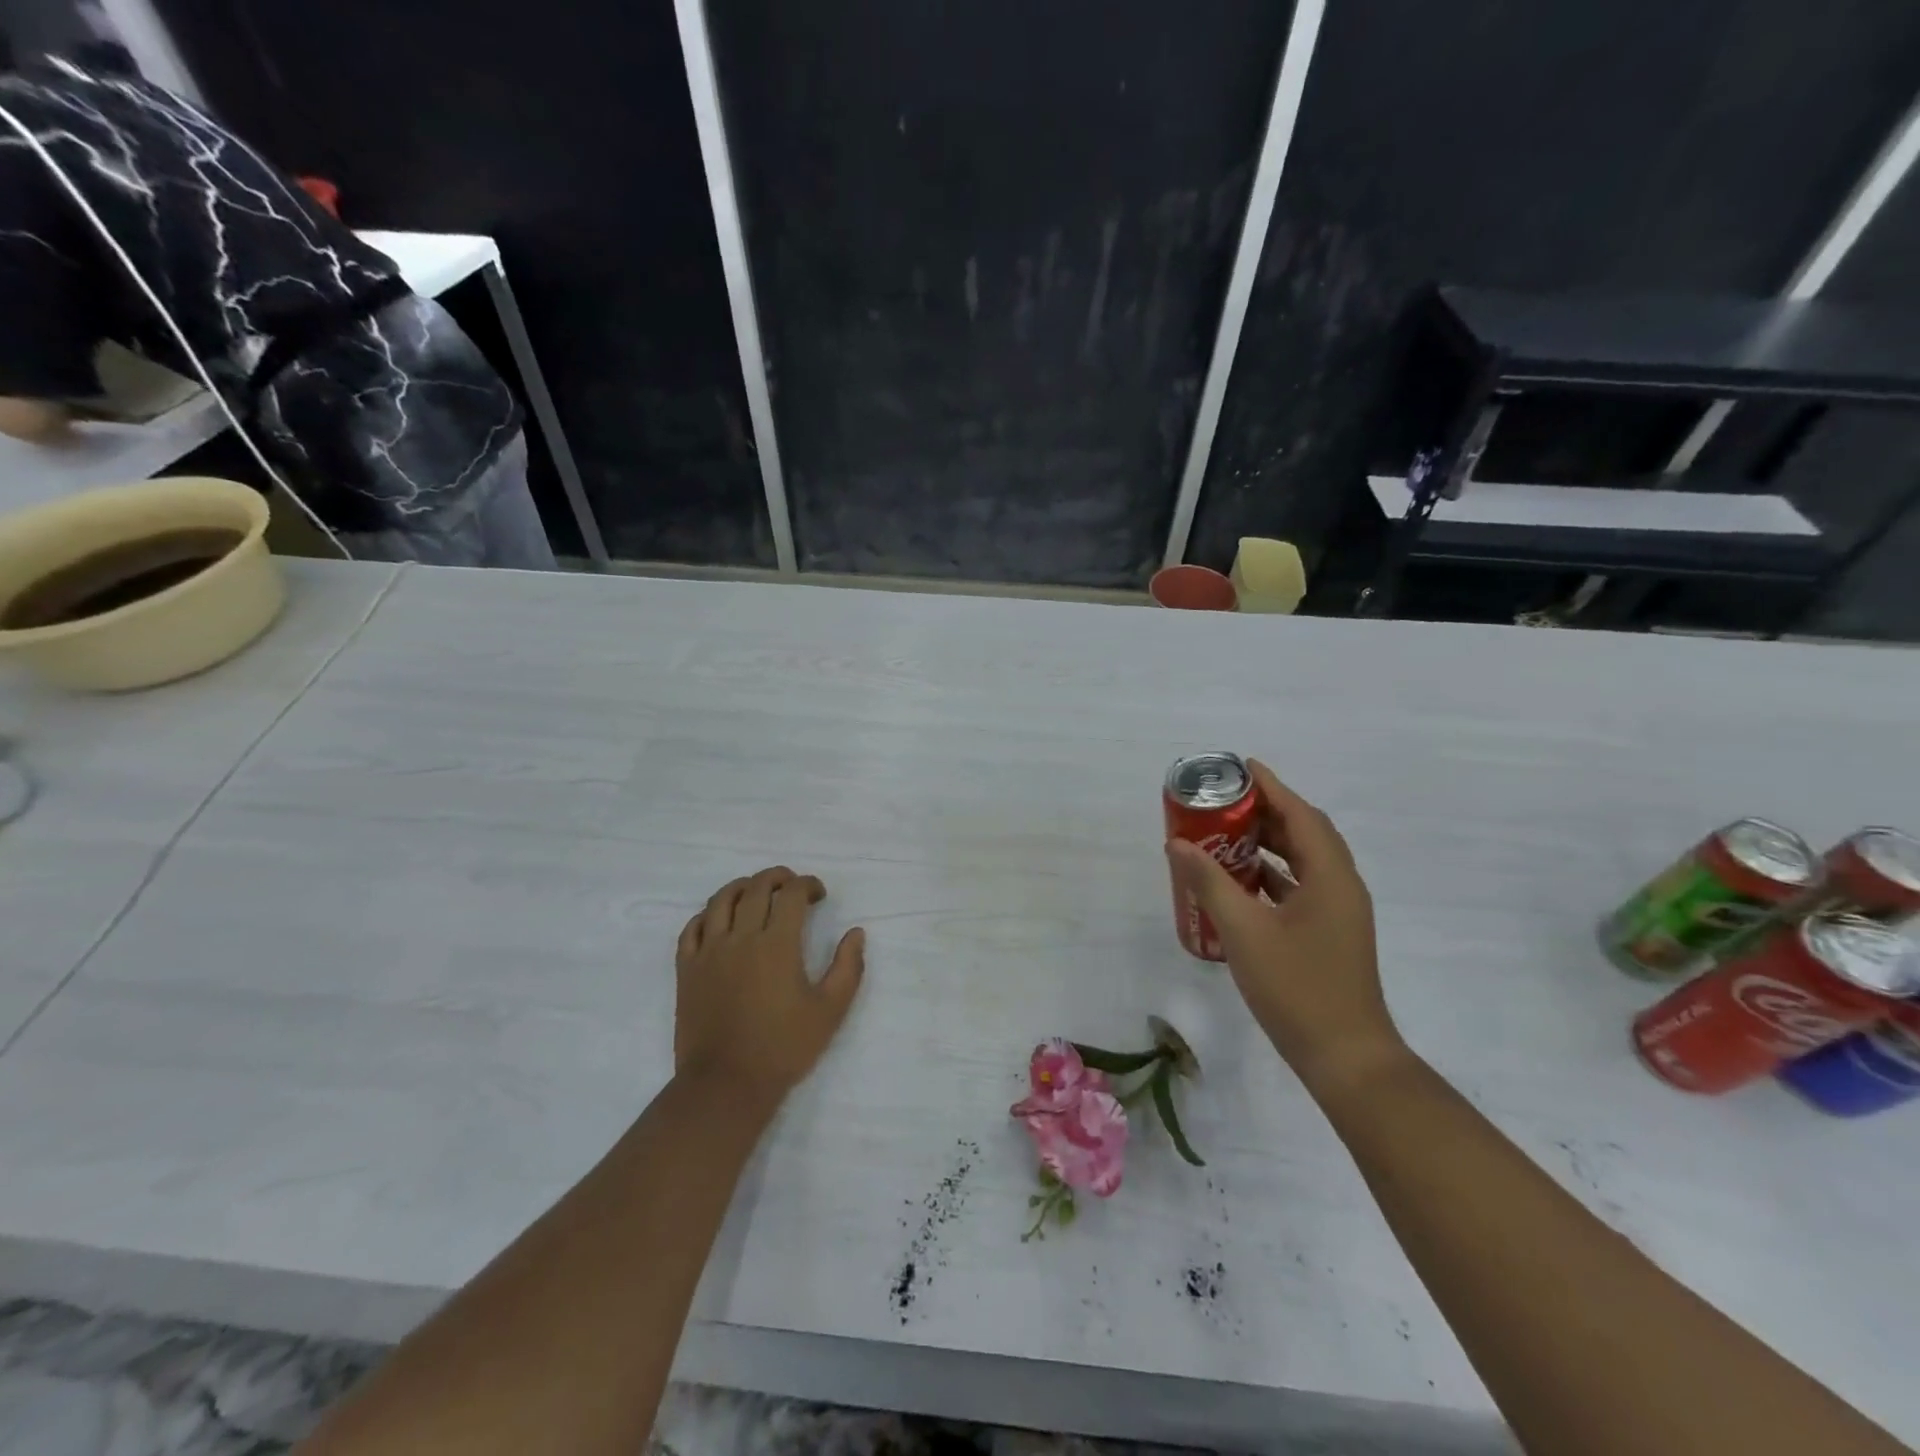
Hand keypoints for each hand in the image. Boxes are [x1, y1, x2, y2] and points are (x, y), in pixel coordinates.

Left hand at [674, 866, 866, 1103]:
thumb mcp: (830, 1011)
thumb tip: (856, 933)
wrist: (726, 1085)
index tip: (819, 895)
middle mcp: (741, 938)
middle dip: (778, 877)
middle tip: (792, 886)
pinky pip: (691, 928)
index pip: (792, 894)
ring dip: (742, 886)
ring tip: (756, 891)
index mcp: (777, 944)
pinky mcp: (686, 970)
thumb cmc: (783, 1048)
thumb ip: (848, 967)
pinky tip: (719, 920)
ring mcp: (709, 952)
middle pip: (756, 887)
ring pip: (720, 900)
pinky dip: (707, 915)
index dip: (808, 885)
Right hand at [1165, 760, 1402, 1096]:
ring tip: (1226, 832)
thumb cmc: (1297, 988)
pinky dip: (1272, 875)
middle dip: (1267, 812)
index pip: (1301, 815)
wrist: (1346, 1057)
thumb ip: (1210, 883)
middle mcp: (1341, 886)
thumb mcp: (1244, 931)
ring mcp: (1338, 913)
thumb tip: (1177, 844)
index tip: (1241, 766)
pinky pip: (1300, 887)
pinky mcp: (1329, 934)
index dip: (1272, 787)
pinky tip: (1240, 880)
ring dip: (1269, 844)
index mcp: (1330, 877)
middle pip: (1305, 833)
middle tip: (1225, 801)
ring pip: (1303, 861)